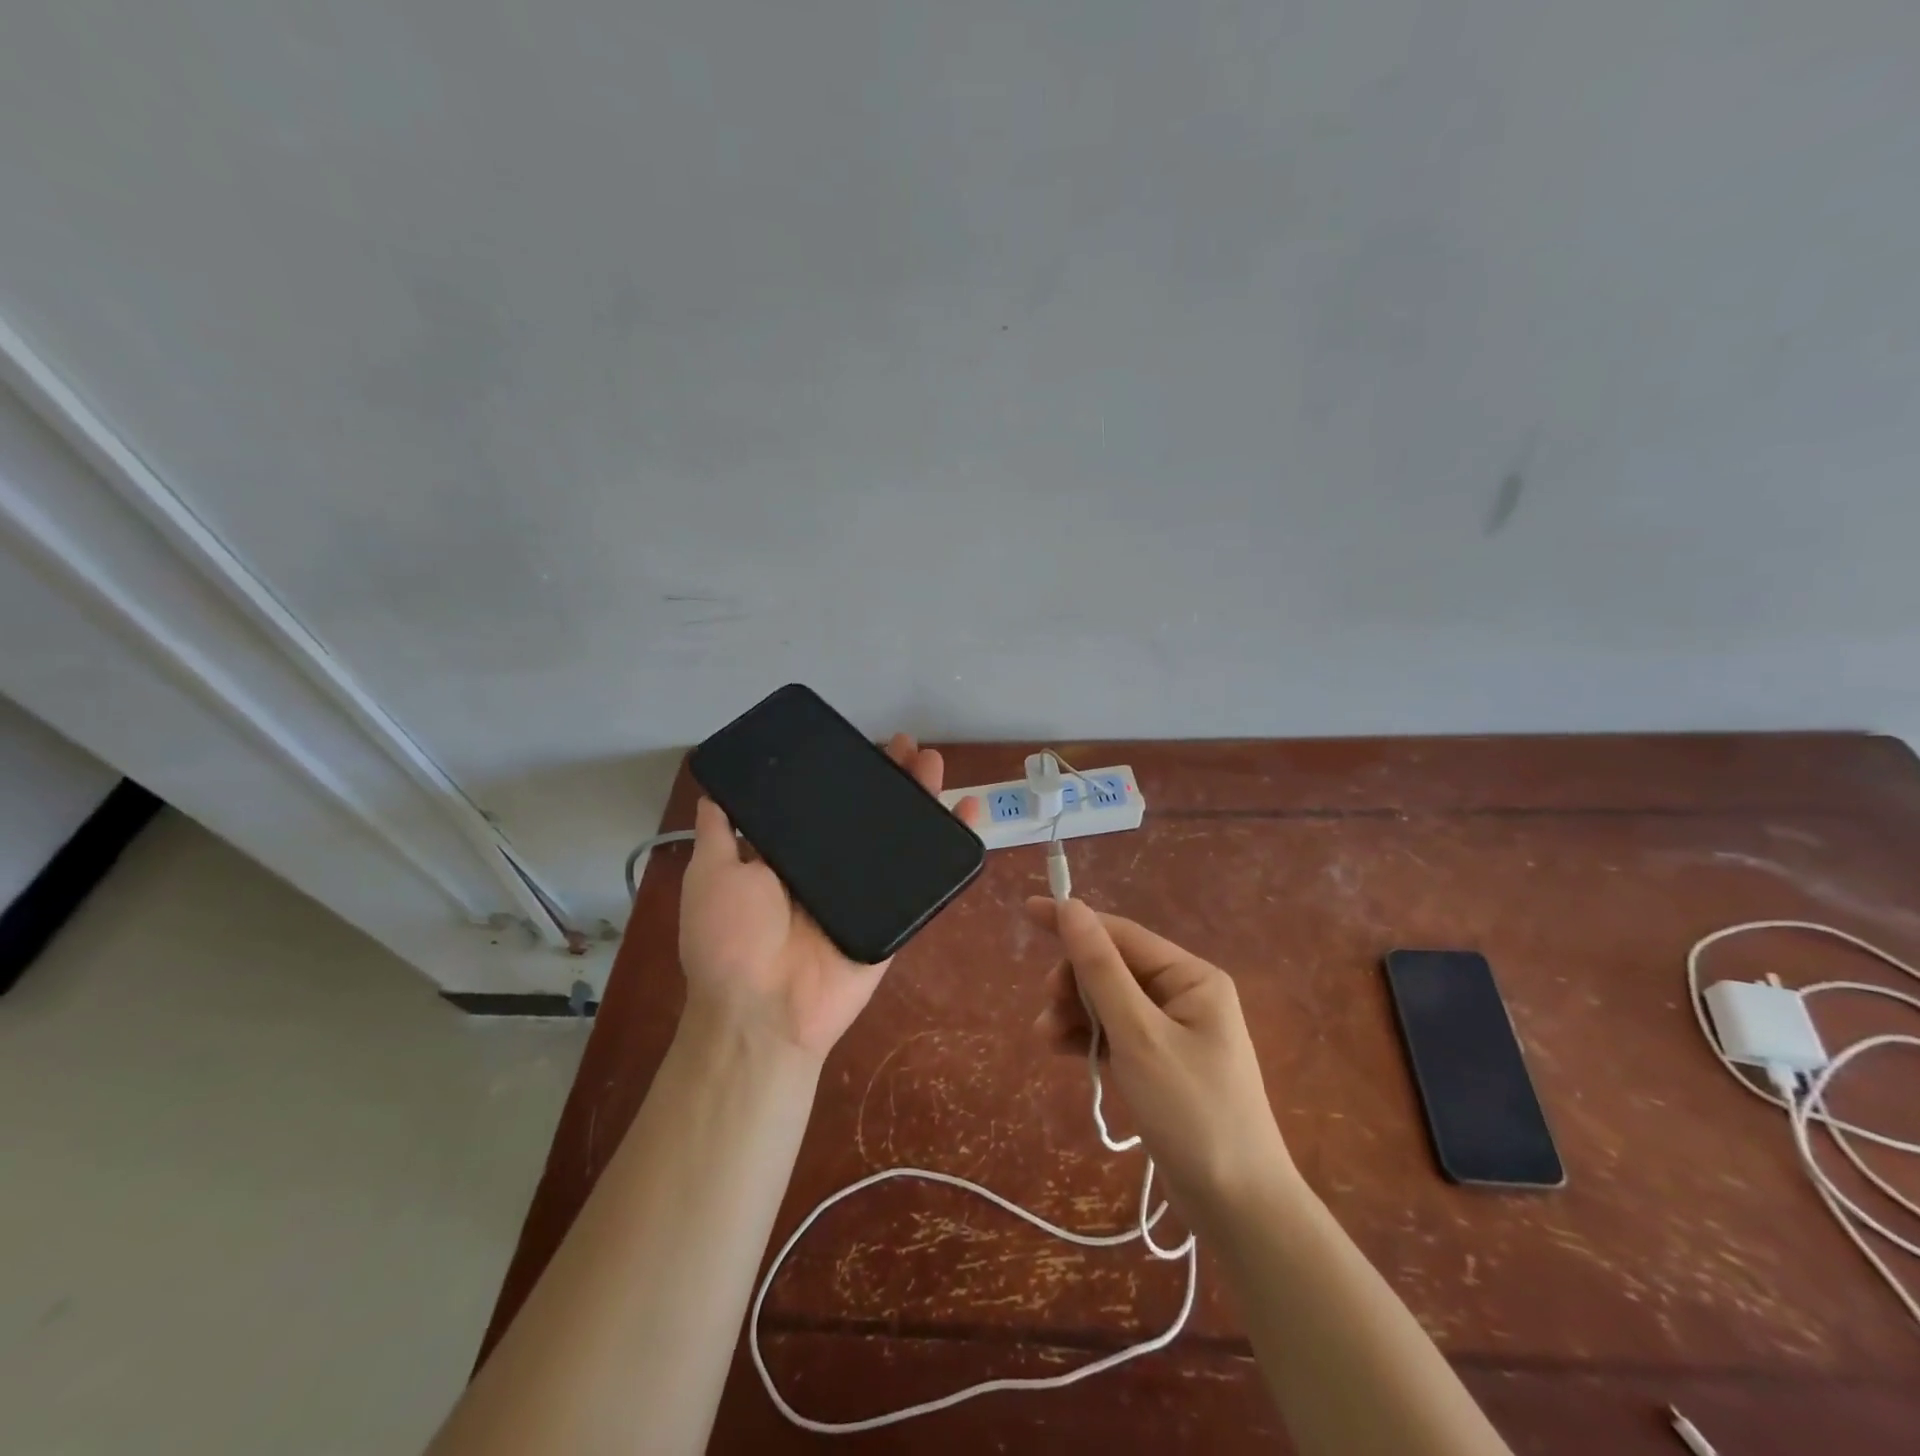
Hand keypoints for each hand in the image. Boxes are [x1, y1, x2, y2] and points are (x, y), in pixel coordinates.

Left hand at [679, 733, 981, 1059]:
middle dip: (890, 778)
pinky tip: (968, 810)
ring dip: (921, 798)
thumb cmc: (731, 940)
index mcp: (793, 857)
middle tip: (907, 746)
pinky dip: (953, 844)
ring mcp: (869, 891)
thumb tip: (714, 792)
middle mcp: (833, 869)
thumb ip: (718, 834)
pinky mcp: (898, 915)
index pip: (825, 804)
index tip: (859, 743)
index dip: (844, 773)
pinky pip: (929, 878)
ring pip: (902, 836)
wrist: (764, 1010)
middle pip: (870, 814)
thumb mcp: (712, 876)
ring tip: (932, 763)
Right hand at [1027, 897, 1296, 1230]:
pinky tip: (1060, 1048)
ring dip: (1074, 1012)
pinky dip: (1088, 1037)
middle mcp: (1183, 995)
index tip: (1029, 912)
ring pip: (1108, 1002)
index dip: (1075, 922)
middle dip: (1074, 982)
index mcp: (1191, 977)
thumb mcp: (1139, 1035)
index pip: (1122, 935)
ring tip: (1045, 1036)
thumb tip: (1071, 907)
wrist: (1238, 1209)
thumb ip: (1101, 970)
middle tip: (1047, 1007)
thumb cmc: (1192, 1112)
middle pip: (1112, 968)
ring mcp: (1171, 1032)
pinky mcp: (1159, 1064)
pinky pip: (1115, 1034)